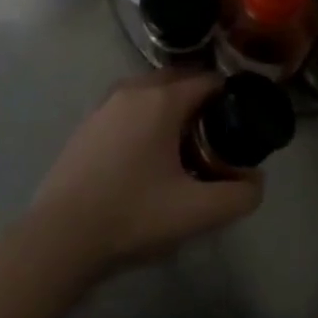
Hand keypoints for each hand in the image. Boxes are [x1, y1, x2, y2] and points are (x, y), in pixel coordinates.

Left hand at [26, 72, 261, 279]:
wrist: (61, 236)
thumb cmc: (133, 215)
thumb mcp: (197, 212)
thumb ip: (239, 195)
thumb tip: (256, 180)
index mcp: (162, 100)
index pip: (207, 80)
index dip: (230, 99)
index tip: (240, 124)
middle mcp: (132, 90)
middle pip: (178, 80)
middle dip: (200, 101)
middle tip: (215, 138)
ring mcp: (105, 104)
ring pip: (150, 93)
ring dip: (171, 109)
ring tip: (182, 149)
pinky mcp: (87, 123)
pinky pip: (128, 107)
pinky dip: (145, 118)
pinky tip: (146, 158)